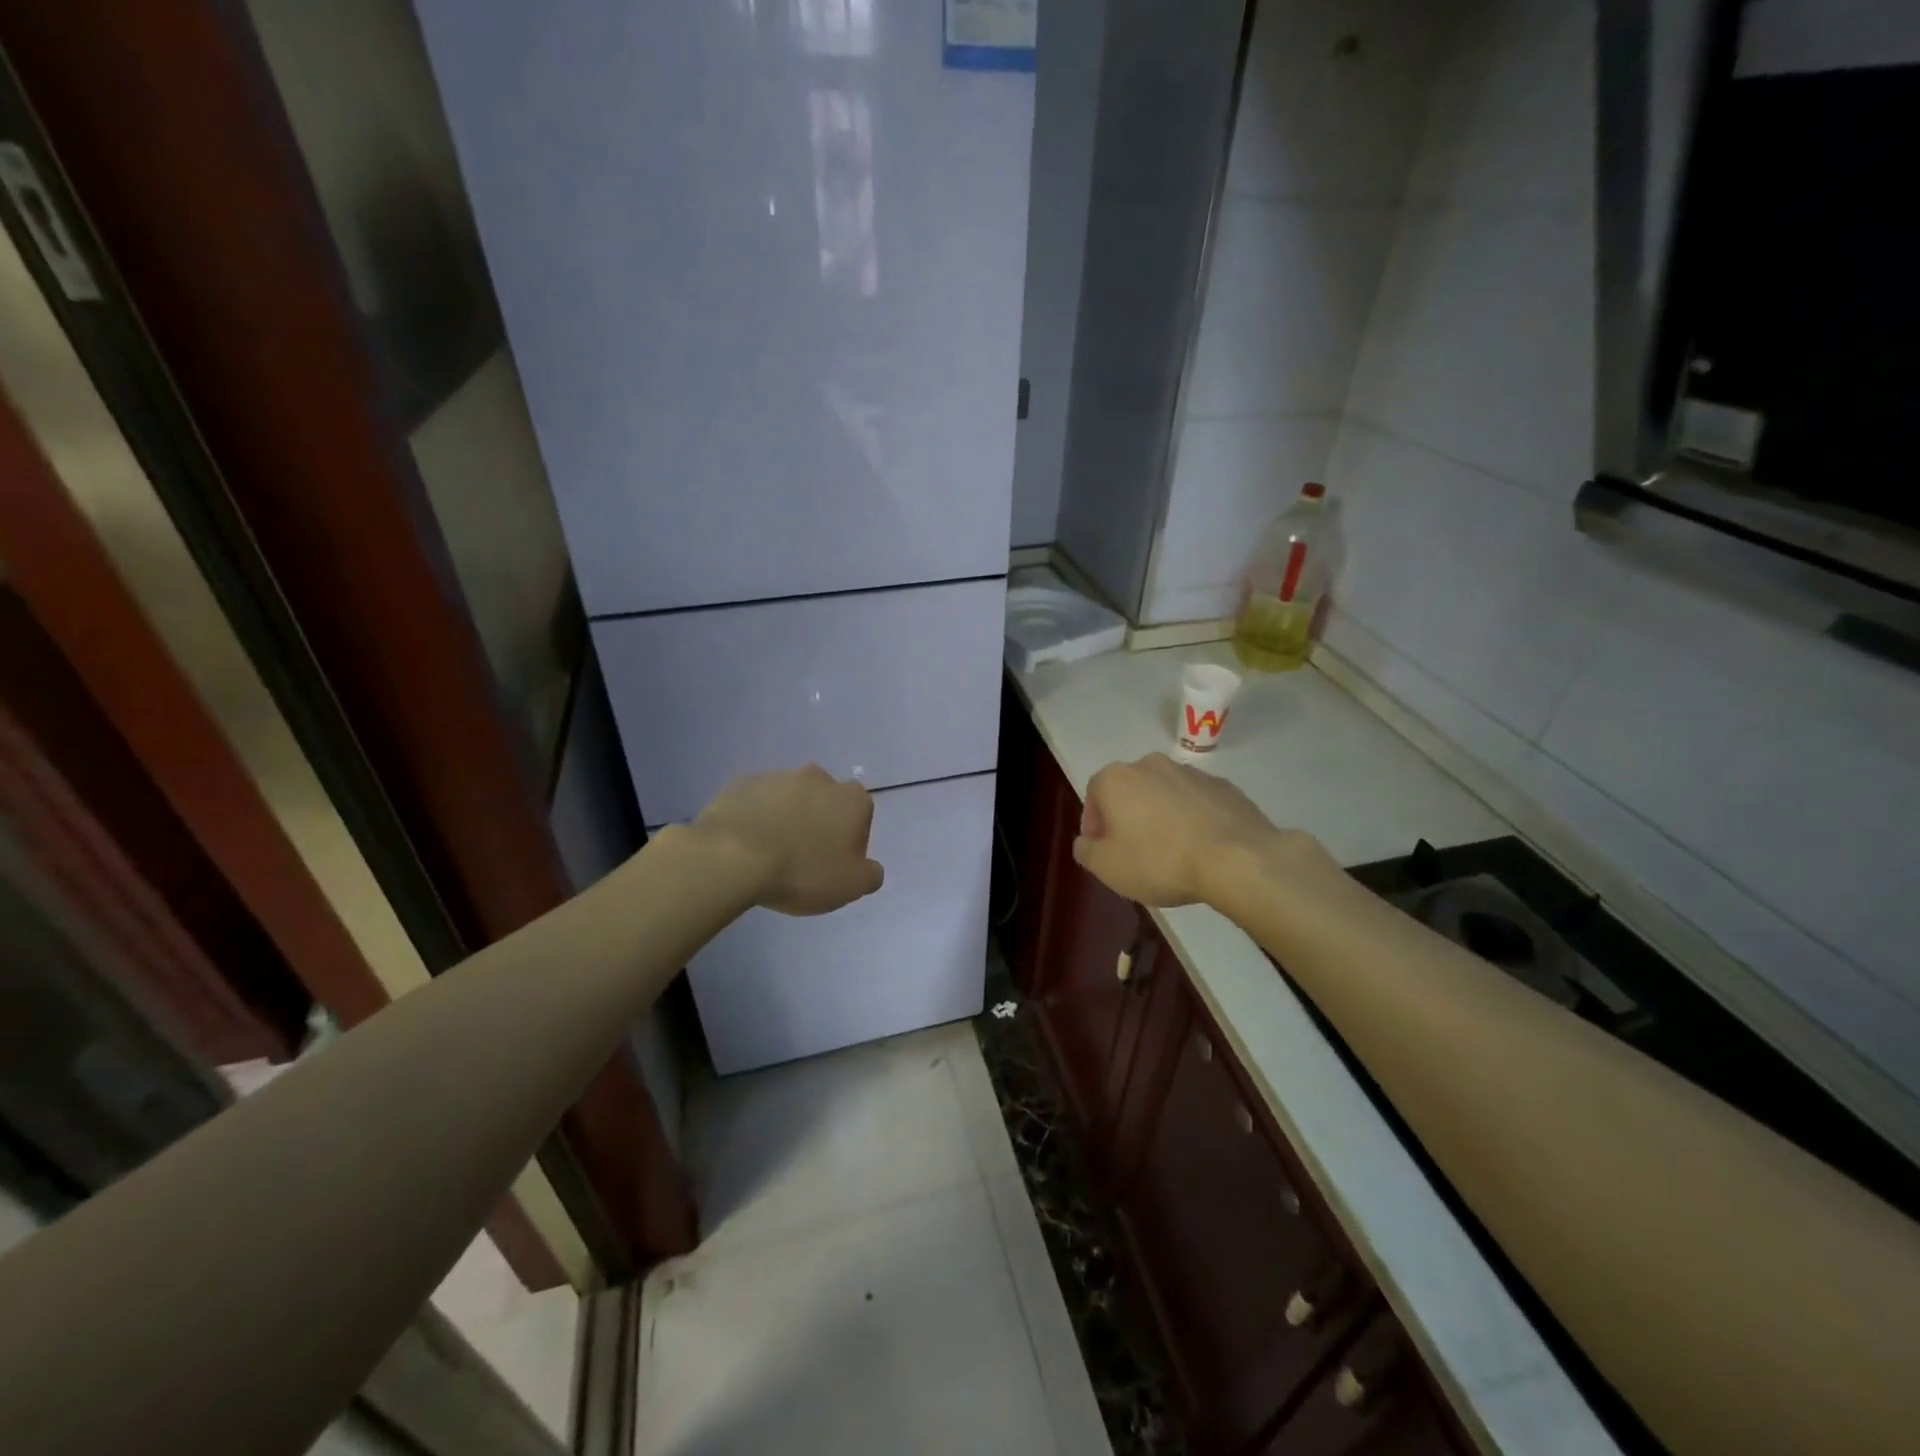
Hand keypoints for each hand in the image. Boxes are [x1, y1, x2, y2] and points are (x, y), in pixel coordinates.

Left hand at [692, 765, 884, 915]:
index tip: (834, 863)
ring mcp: (778, 776)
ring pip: (789, 798)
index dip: (850, 841)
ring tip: (769, 853)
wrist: (732, 857)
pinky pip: (756, 801)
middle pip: (825, 802)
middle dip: (818, 822)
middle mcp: (819, 778)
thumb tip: (870, 867)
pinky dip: (755, 816)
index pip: (861, 815)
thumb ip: (871, 874)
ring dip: (786, 818)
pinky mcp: (743, 782)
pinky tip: (745, 843)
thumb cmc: (802, 871)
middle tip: (803, 857)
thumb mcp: (851, 886)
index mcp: (851, 799)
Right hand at [1074, 753, 1314, 907]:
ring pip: (1164, 795)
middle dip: (1128, 818)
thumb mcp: (1107, 867)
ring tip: (1171, 853)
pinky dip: (1193, 820)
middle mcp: (1151, 764)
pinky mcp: (1224, 787)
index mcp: (1117, 778)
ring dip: (1161, 817)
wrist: (1236, 859)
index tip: (1103, 851)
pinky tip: (1200, 848)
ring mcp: (1191, 773)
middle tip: (1134, 853)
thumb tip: (1087, 841)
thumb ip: (1086, 851)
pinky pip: (1197, 803)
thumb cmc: (1159, 860)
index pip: (1093, 796)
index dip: (1094, 825)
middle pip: (1130, 792)